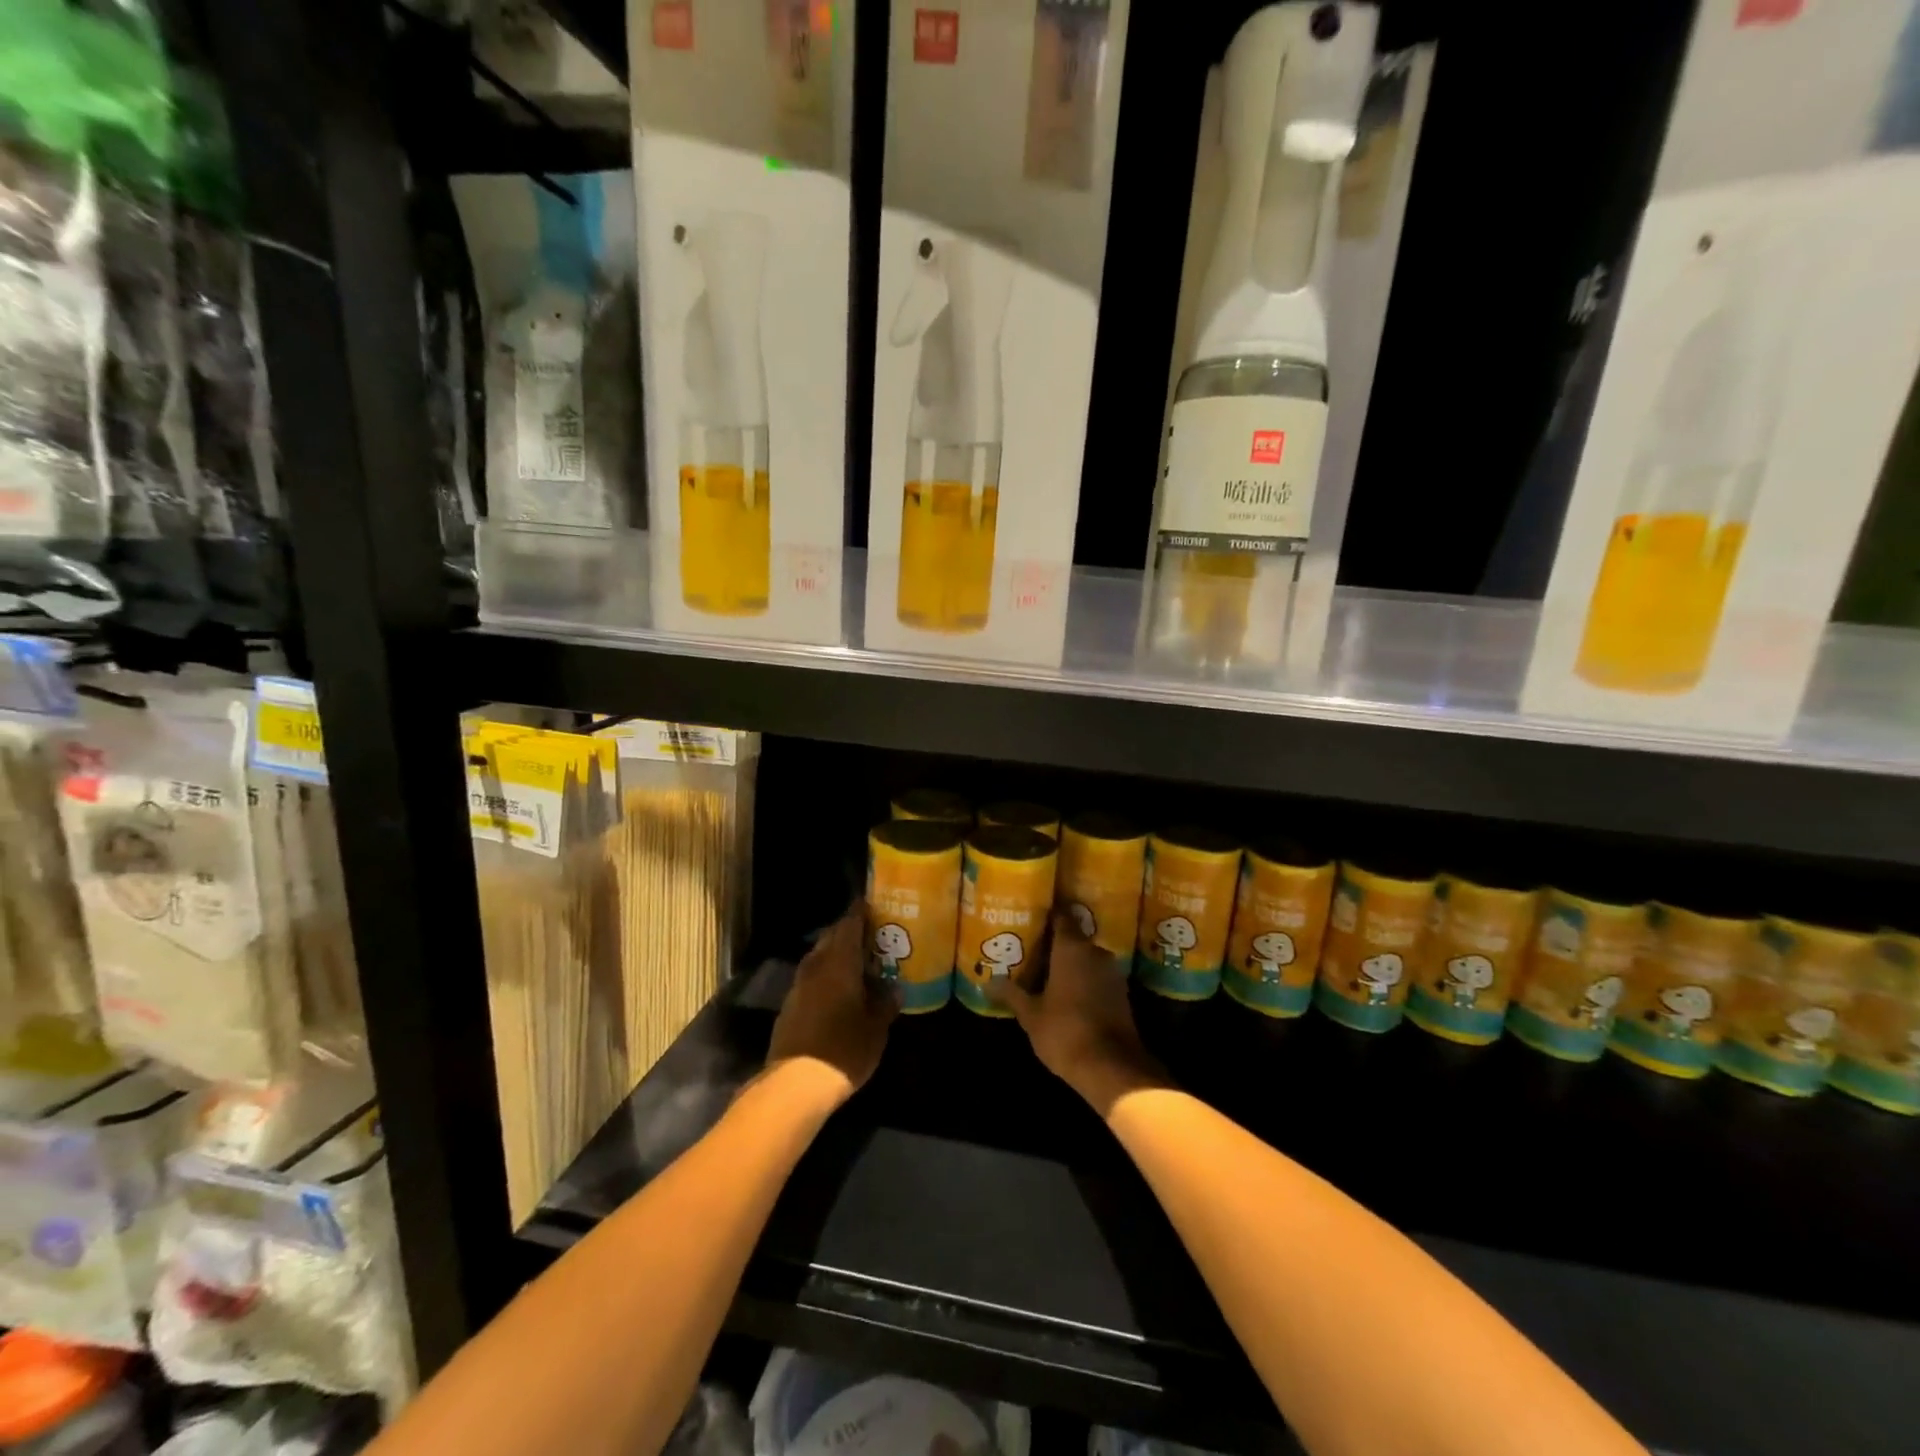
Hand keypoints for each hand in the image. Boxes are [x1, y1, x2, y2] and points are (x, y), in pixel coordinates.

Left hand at [766, 902, 896, 1103]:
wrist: (795, 1084)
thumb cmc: (844, 1049)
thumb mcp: (876, 1028)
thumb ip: (886, 1004)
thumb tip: (895, 989)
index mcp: (839, 962)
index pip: (849, 924)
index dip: (860, 911)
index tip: (872, 904)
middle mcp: (816, 966)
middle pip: (830, 937)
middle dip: (848, 931)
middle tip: (871, 935)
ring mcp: (798, 986)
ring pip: (818, 957)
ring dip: (835, 954)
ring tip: (858, 962)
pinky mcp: (789, 1006)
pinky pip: (811, 978)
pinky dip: (825, 975)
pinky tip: (839, 991)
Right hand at [991, 915, 1170, 1117]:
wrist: (1111, 1067)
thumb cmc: (1065, 1031)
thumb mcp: (1030, 1014)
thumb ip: (1011, 994)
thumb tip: (988, 981)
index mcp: (1072, 948)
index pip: (1061, 916)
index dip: (1046, 914)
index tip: (1030, 914)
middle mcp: (1095, 952)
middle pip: (1073, 938)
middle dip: (1054, 943)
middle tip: (1030, 947)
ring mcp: (1112, 972)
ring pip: (1086, 958)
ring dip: (1070, 963)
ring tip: (1045, 971)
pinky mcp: (1121, 993)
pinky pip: (1097, 976)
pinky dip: (1083, 980)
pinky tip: (1066, 993)